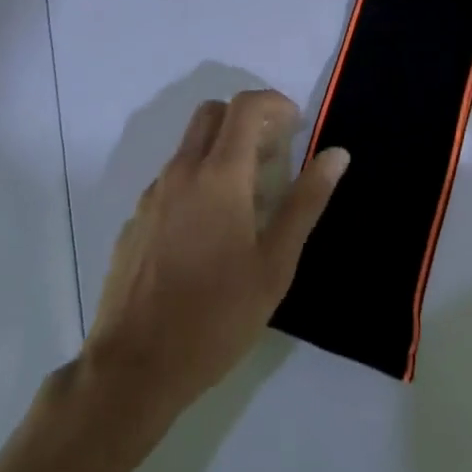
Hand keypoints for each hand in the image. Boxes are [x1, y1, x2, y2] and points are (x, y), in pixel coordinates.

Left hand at [84, 90, 347, 419]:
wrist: (134, 368)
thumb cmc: (216, 316)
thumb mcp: (275, 263)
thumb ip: (306, 201)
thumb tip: (337, 154)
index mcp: (219, 175)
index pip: (246, 106)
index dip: (275, 103)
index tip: (297, 126)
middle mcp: (181, 172)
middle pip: (213, 113)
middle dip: (247, 119)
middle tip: (274, 154)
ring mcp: (152, 195)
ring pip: (190, 147)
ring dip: (222, 151)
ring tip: (249, 200)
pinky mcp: (135, 221)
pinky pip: (172, 180)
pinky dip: (198, 181)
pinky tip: (210, 232)